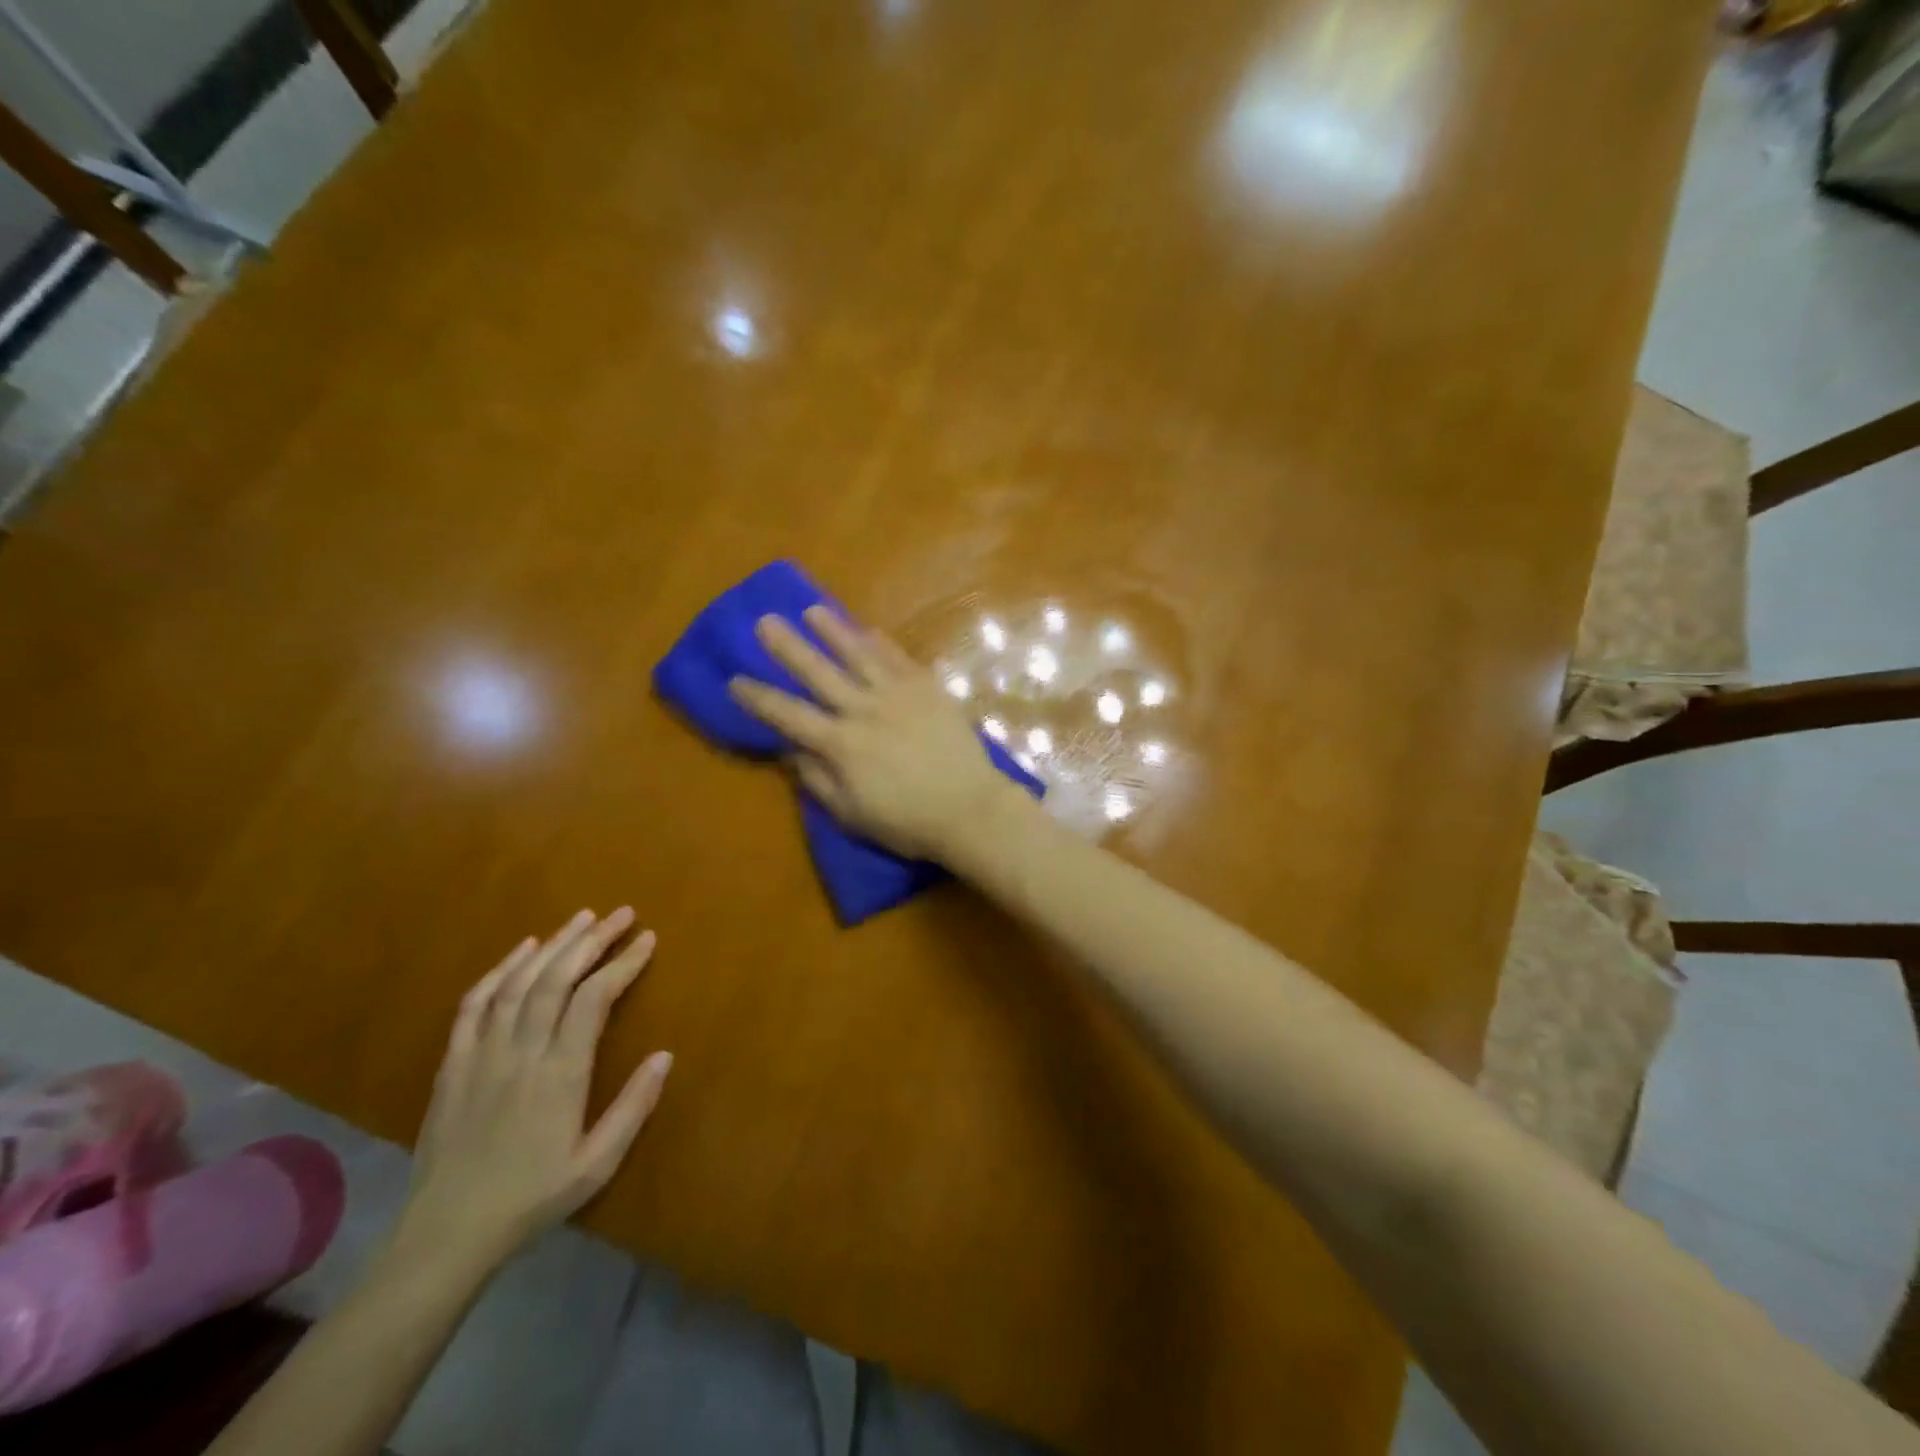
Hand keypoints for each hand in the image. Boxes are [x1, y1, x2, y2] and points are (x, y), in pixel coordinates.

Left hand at [400, 908, 672, 1267]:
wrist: (445, 1236)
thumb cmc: (531, 1199)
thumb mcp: (596, 1165)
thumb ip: (633, 1108)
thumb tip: (665, 1055)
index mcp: (559, 1074)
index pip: (594, 998)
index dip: (622, 963)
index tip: (646, 939)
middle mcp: (520, 1053)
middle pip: (557, 979)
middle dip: (593, 940)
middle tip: (622, 914)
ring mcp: (481, 1055)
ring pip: (519, 983)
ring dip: (553, 945)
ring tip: (582, 918)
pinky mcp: (453, 1065)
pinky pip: (474, 1005)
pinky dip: (500, 970)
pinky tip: (522, 949)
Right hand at [727, 606, 1030, 861]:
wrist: (969, 808)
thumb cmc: (907, 821)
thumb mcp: (850, 813)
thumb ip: (817, 779)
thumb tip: (789, 750)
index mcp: (840, 744)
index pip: (788, 715)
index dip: (758, 698)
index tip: (735, 680)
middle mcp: (864, 710)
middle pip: (819, 672)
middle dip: (788, 647)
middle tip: (765, 621)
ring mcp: (899, 694)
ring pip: (859, 655)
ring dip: (834, 631)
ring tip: (812, 611)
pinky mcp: (929, 688)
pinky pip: (900, 659)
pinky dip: (882, 643)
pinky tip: (869, 630)